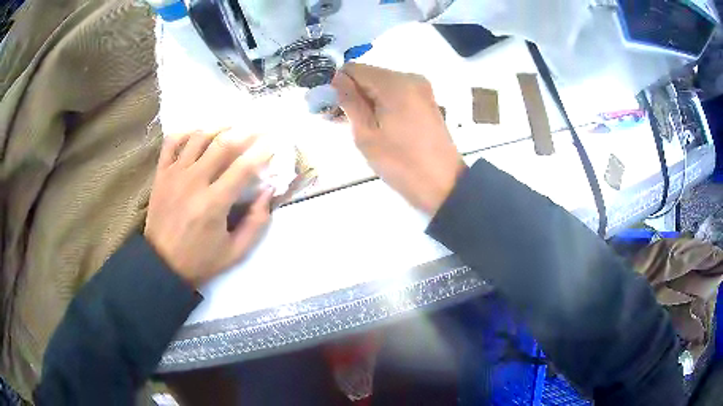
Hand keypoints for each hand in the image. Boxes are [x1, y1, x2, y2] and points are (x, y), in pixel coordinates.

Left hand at [144, 129, 272, 286]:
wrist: (161, 265)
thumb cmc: (200, 260)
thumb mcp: (235, 251)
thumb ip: (256, 222)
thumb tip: (268, 191)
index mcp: (213, 204)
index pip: (243, 167)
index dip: (262, 151)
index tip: (274, 142)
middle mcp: (193, 182)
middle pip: (223, 144)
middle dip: (246, 131)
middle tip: (259, 127)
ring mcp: (174, 174)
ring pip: (199, 137)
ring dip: (220, 127)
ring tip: (233, 126)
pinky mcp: (161, 174)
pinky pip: (172, 142)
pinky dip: (187, 131)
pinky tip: (199, 133)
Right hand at [332, 63, 464, 215]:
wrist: (443, 185)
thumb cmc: (400, 163)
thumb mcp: (366, 134)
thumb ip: (349, 101)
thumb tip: (335, 79)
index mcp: (395, 83)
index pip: (354, 69)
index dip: (336, 84)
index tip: (326, 105)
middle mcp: (410, 78)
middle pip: (369, 75)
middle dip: (350, 92)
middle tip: (335, 118)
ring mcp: (421, 88)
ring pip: (381, 85)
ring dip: (364, 100)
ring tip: (351, 124)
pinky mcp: (425, 100)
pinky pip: (395, 94)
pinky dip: (380, 103)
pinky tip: (371, 122)